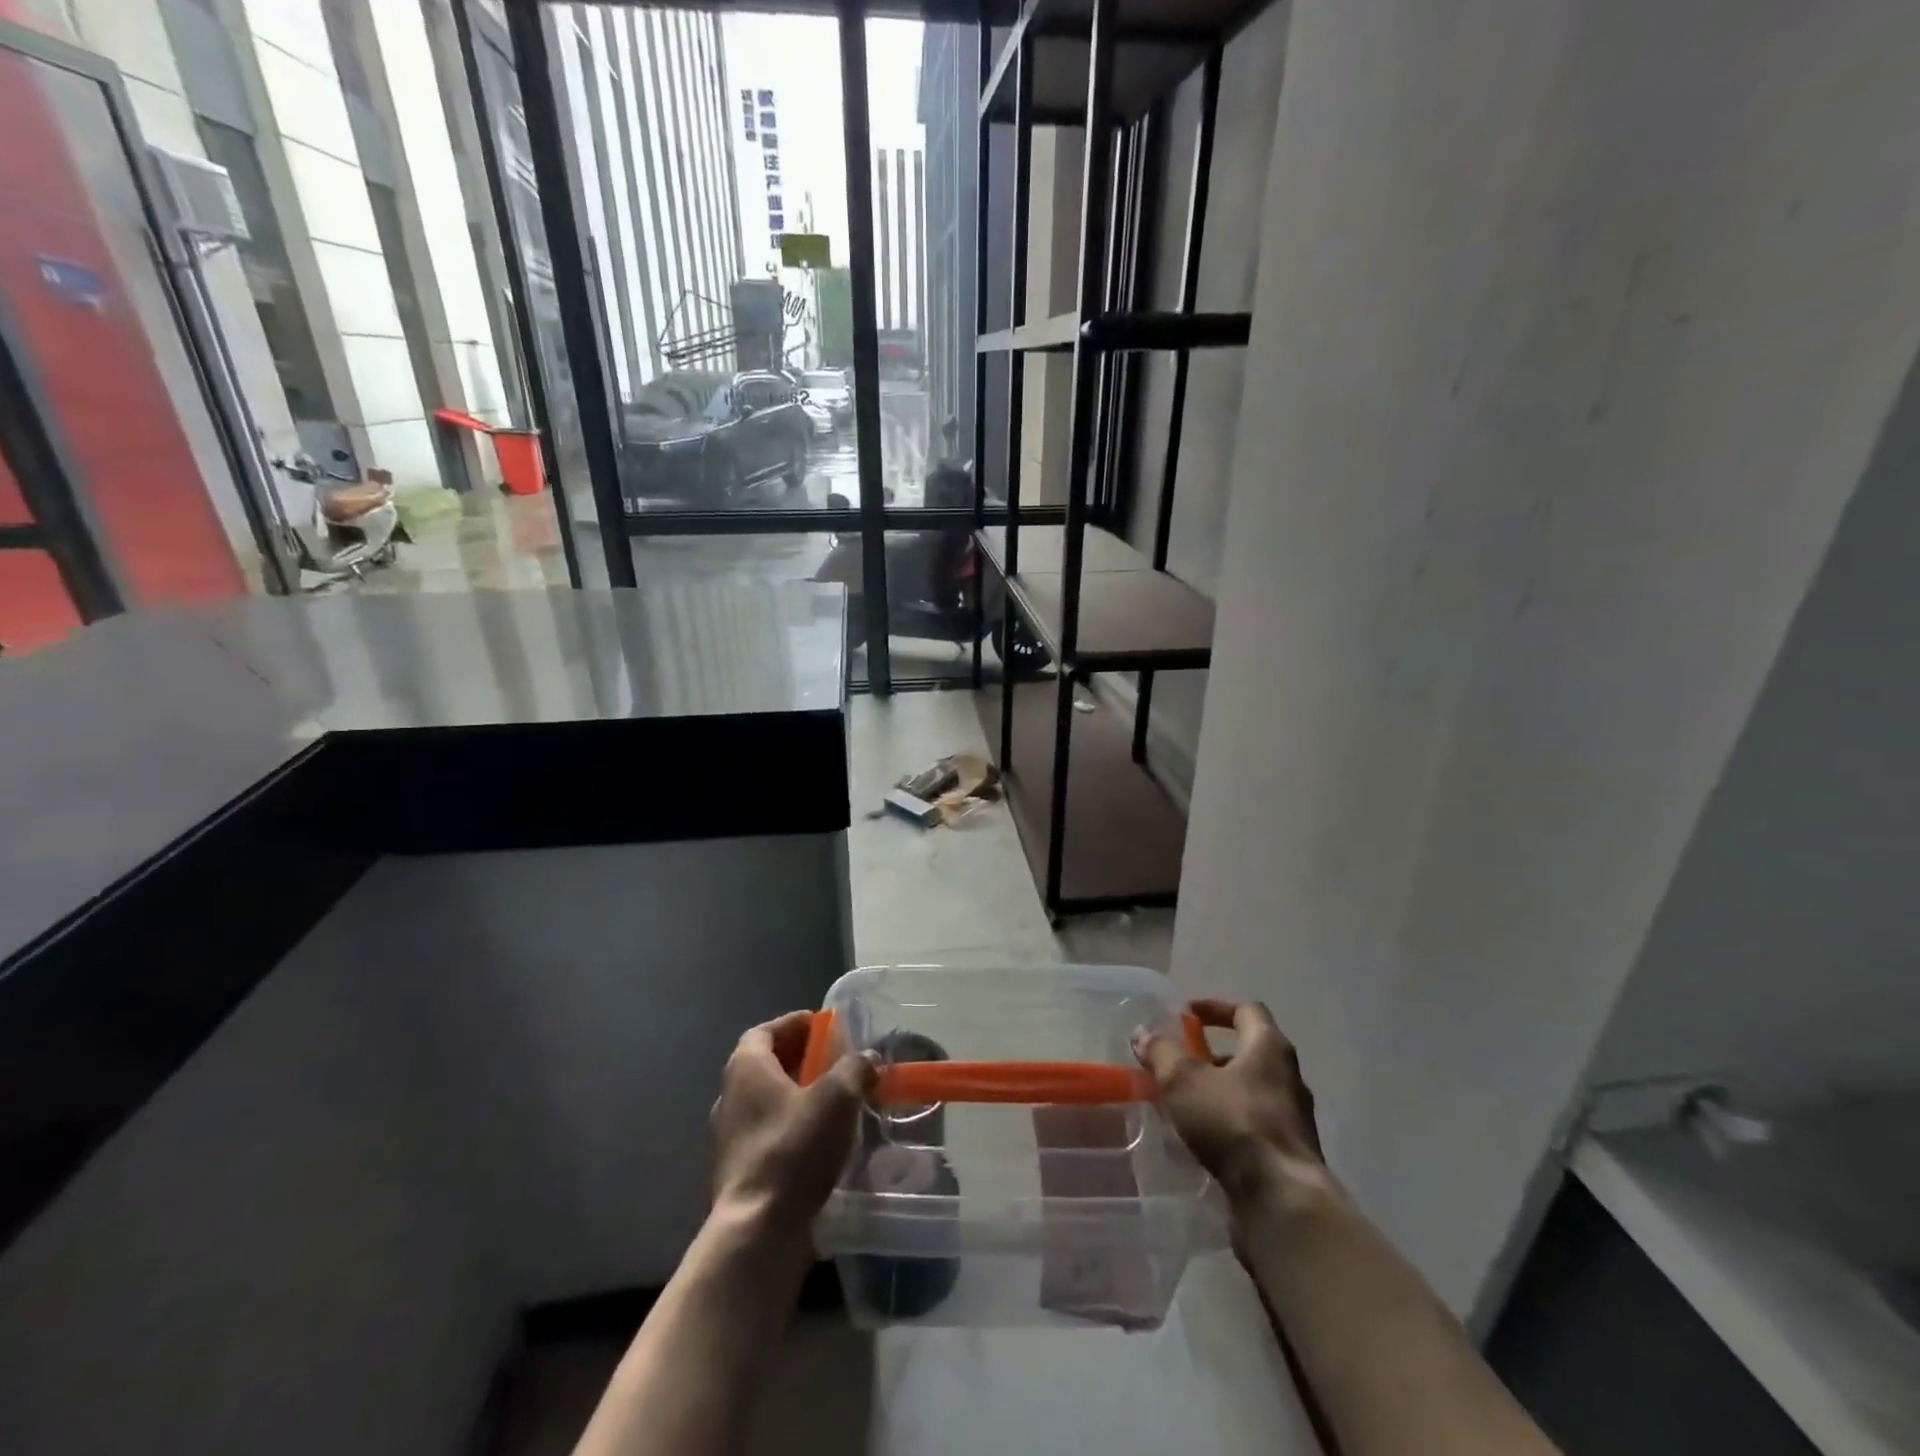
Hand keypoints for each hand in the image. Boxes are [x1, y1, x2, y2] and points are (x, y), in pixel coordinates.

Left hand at [711, 1011, 877, 1242]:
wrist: (757, 1234)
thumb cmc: (793, 1149)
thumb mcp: (837, 1098)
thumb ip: (855, 1069)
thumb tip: (866, 1058)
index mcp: (746, 1069)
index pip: (765, 1031)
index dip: (793, 1024)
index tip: (822, 1026)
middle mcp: (729, 1098)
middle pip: (766, 1067)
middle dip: (801, 1061)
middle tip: (836, 1063)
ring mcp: (728, 1140)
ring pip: (767, 1105)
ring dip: (798, 1099)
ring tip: (836, 1105)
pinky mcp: (737, 1176)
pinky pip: (768, 1139)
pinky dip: (792, 1132)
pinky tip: (822, 1145)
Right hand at [1133, 999, 1326, 1207]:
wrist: (1282, 1201)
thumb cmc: (1233, 1122)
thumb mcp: (1183, 1079)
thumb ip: (1161, 1052)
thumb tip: (1143, 1034)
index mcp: (1269, 1047)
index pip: (1247, 1010)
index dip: (1215, 1007)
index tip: (1188, 1014)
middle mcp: (1288, 1077)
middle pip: (1250, 1053)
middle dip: (1212, 1056)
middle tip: (1180, 1064)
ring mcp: (1293, 1119)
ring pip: (1251, 1092)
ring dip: (1219, 1092)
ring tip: (1184, 1105)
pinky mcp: (1289, 1155)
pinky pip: (1254, 1126)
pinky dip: (1228, 1124)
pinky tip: (1202, 1140)